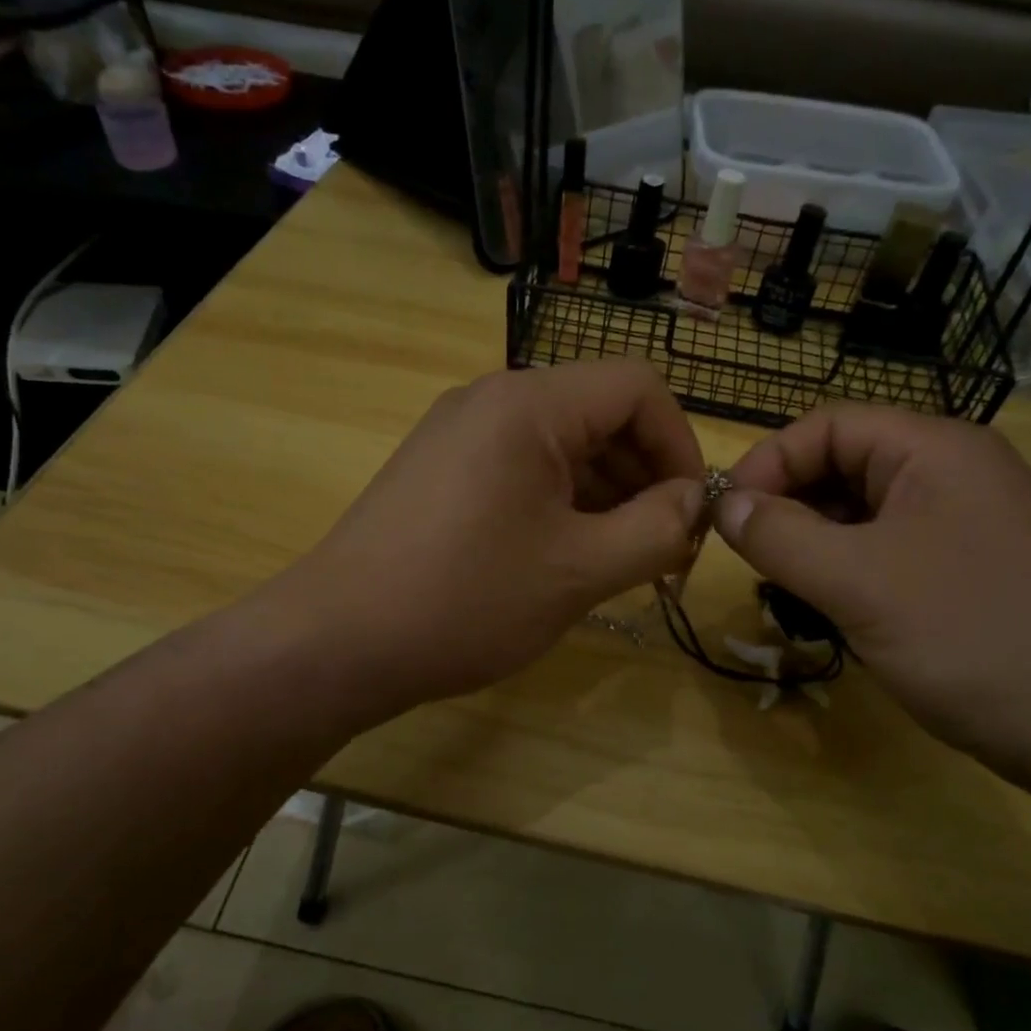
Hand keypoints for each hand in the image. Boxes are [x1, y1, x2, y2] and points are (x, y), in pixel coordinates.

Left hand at [283, 361, 705, 716]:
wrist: (336, 642)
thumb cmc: (465, 601)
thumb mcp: (579, 570)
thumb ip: (657, 529)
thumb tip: (693, 501)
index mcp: (529, 405)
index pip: (638, 388)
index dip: (681, 446)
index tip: (690, 515)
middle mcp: (493, 400)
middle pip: (601, 413)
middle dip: (646, 476)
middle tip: (664, 549)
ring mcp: (460, 432)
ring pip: (564, 445)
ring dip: (607, 494)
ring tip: (623, 560)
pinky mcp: (442, 469)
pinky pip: (524, 468)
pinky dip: (563, 502)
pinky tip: (570, 555)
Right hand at [713, 405, 1030, 793]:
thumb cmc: (972, 638)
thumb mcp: (857, 583)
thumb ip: (778, 536)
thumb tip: (721, 504)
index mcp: (935, 449)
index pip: (827, 426)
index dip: (767, 462)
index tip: (724, 517)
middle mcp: (955, 472)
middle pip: (845, 466)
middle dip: (789, 505)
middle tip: (751, 558)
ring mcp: (968, 522)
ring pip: (864, 513)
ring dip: (815, 542)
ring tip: (786, 587)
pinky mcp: (972, 569)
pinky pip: (891, 549)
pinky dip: (849, 569)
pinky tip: (834, 608)